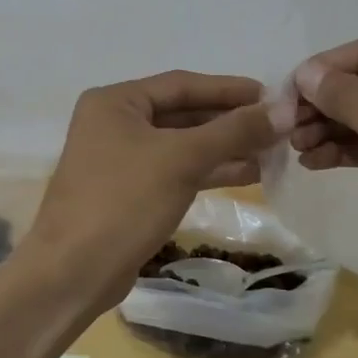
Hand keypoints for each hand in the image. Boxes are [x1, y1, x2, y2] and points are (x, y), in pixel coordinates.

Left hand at [25, 71, 292, 312]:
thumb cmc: (123, 201)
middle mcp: (114, 122)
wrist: (74, 272)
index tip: (273, 95)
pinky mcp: (131, 192)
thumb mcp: (181, 159)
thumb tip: (283, 109)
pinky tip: (249, 173)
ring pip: (183, 144)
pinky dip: (210, 170)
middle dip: (230, 120)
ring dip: (225, 147)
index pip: (181, 84)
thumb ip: (233, 131)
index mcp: (114, 101)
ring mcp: (121, 159)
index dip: (229, 89)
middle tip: (279, 125)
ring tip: (274, 150)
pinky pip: (177, 170)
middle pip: (183, 113)